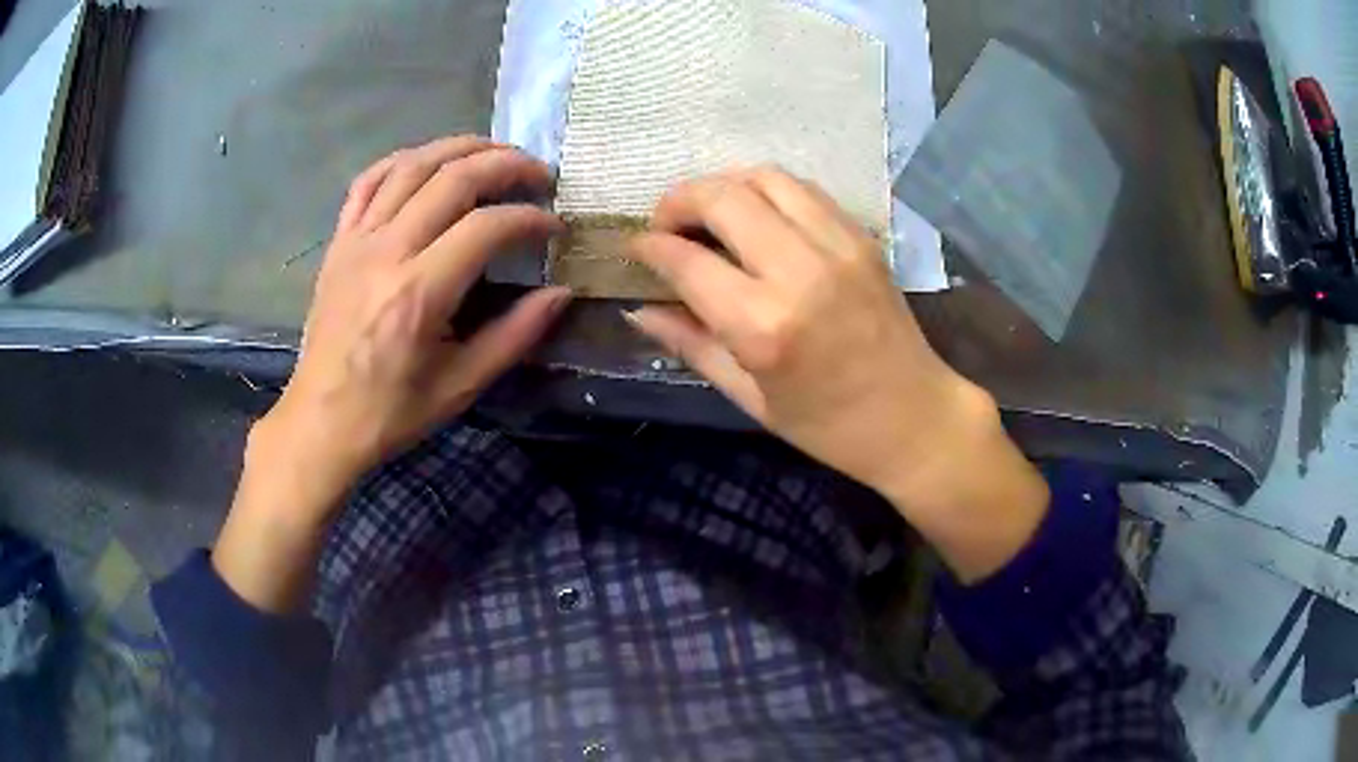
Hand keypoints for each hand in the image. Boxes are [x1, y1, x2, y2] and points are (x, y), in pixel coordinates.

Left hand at [215, 136, 569, 610]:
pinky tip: (428, 160)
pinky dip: (402, 160)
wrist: (321, 420)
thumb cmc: (391, 411)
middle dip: (505, 165)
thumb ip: (515, 335)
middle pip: (453, 178)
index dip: (529, 218)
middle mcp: (387, 252)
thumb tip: (561, 293)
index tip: (554, 226)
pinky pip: (368, 181)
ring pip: (412, 165)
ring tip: (494, 151)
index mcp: (419, 293)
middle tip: (538, 172)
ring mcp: (357, 240)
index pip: (486, 227)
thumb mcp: (461, 386)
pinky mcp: (339, 241)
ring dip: (459, 147)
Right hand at [625, 169, 1048, 581]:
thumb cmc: (827, 425)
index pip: (687, 260)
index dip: (650, 246)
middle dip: (679, 200)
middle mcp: (800, 271)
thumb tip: (639, 309)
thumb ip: (690, 344)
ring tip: (708, 213)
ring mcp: (838, 245)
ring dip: (724, 185)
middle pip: (723, 197)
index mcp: (764, 326)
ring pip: (765, 178)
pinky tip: (756, 216)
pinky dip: (767, 191)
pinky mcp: (862, 236)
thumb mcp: (748, 398)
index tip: (635, 248)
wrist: (914, 417)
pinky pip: (803, 189)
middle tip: (665, 224)